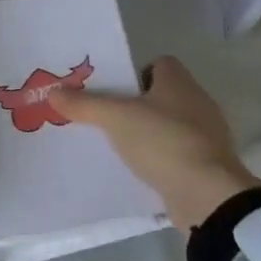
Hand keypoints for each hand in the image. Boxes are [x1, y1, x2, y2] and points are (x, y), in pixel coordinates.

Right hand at [50, 56, 260, 229]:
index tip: (112, 89)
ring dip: (148, 133)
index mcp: (179, 82)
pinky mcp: (209, 167)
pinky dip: (160, 159)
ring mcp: (208, 137)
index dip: (134, 72)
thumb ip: (83, 104)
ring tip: (117, 144)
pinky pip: (177, 154)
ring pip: (169, 125)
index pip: (159, 63)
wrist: (208, 197)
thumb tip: (52, 92)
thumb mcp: (114, 118)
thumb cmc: (163, 141)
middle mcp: (198, 103)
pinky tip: (139, 169)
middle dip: (136, 104)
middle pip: (161, 95)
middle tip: (106, 115)